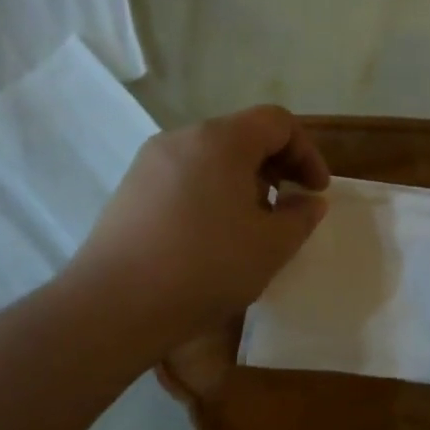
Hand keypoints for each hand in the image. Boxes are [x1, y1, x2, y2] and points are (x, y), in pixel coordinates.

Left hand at [68, 105, 329, 348]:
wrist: (113, 307)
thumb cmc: (205, 268)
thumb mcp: (271, 246)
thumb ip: (300, 216)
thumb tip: (307, 201)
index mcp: (221, 140)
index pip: (277, 122)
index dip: (307, 152)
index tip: (316, 191)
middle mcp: (183, 138)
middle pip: (242, 135)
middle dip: (276, 166)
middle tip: (289, 206)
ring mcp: (150, 162)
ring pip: (212, 157)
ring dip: (243, 181)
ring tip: (252, 225)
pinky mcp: (130, 190)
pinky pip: (184, 176)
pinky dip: (211, 192)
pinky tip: (211, 237)